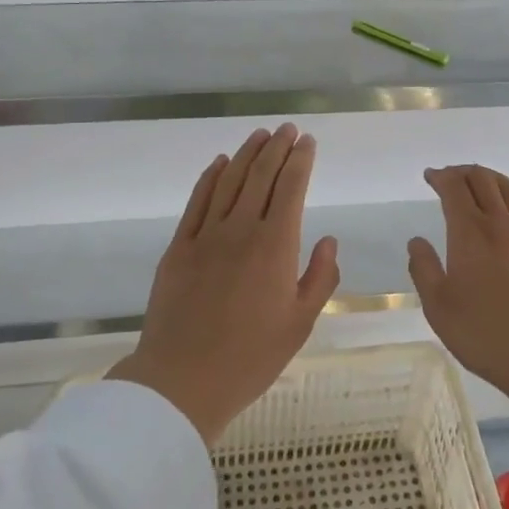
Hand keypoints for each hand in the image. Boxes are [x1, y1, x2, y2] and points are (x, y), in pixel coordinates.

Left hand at [108, 125, 340, 443]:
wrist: (182, 380)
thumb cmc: (251, 357)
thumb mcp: (300, 324)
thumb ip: (320, 278)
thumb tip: (329, 241)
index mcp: (276, 246)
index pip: (291, 188)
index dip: (300, 160)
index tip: (307, 141)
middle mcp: (241, 230)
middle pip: (261, 176)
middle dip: (276, 148)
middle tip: (286, 129)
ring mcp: (206, 236)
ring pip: (229, 182)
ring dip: (246, 154)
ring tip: (259, 135)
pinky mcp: (178, 248)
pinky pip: (196, 202)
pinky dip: (209, 178)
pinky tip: (219, 164)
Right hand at [409, 162, 508, 489]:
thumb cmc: (485, 333)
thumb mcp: (439, 307)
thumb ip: (424, 270)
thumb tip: (416, 241)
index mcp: (469, 233)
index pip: (454, 189)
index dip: (441, 177)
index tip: (431, 176)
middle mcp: (500, 225)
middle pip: (484, 181)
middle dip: (464, 172)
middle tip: (451, 175)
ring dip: (491, 179)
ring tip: (481, 181)